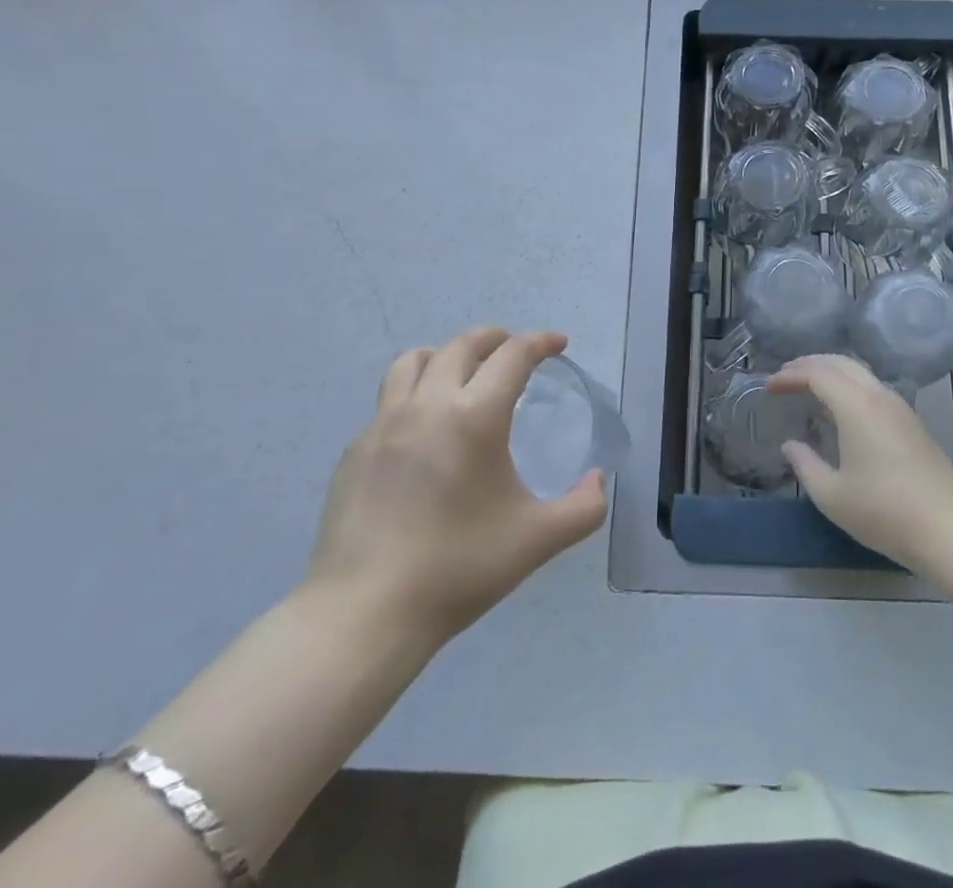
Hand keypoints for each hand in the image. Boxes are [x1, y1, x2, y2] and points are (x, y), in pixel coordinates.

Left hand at [303, 328, 606, 645]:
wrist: (364, 614)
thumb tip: (597, 480)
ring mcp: (383, 425)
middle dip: (494, 338)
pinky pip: (388, 403)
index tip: (558, 344)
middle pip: (462, 346)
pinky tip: (422, 434)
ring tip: (461, 373)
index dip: (540, 342)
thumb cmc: (458, 569)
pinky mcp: (355, 451)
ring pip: (413, 362)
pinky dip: (414, 396)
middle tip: (514, 349)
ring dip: (445, 355)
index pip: (513, 356)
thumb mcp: (537, 540)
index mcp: (475, 417)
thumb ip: (583, 508)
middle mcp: (427, 405)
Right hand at [770, 354, 952, 574]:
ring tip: (808, 387)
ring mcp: (899, 406)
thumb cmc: (885, 511)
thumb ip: (805, 465)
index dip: (790, 375)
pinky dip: (848, 385)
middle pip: (840, 362)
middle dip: (809, 364)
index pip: (817, 373)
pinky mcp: (911, 421)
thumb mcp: (832, 495)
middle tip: (784, 377)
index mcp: (856, 405)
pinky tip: (839, 407)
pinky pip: (872, 387)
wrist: (951, 527)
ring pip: (860, 372)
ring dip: (831, 372)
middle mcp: (878, 395)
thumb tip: (790, 445)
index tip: (769, 387)